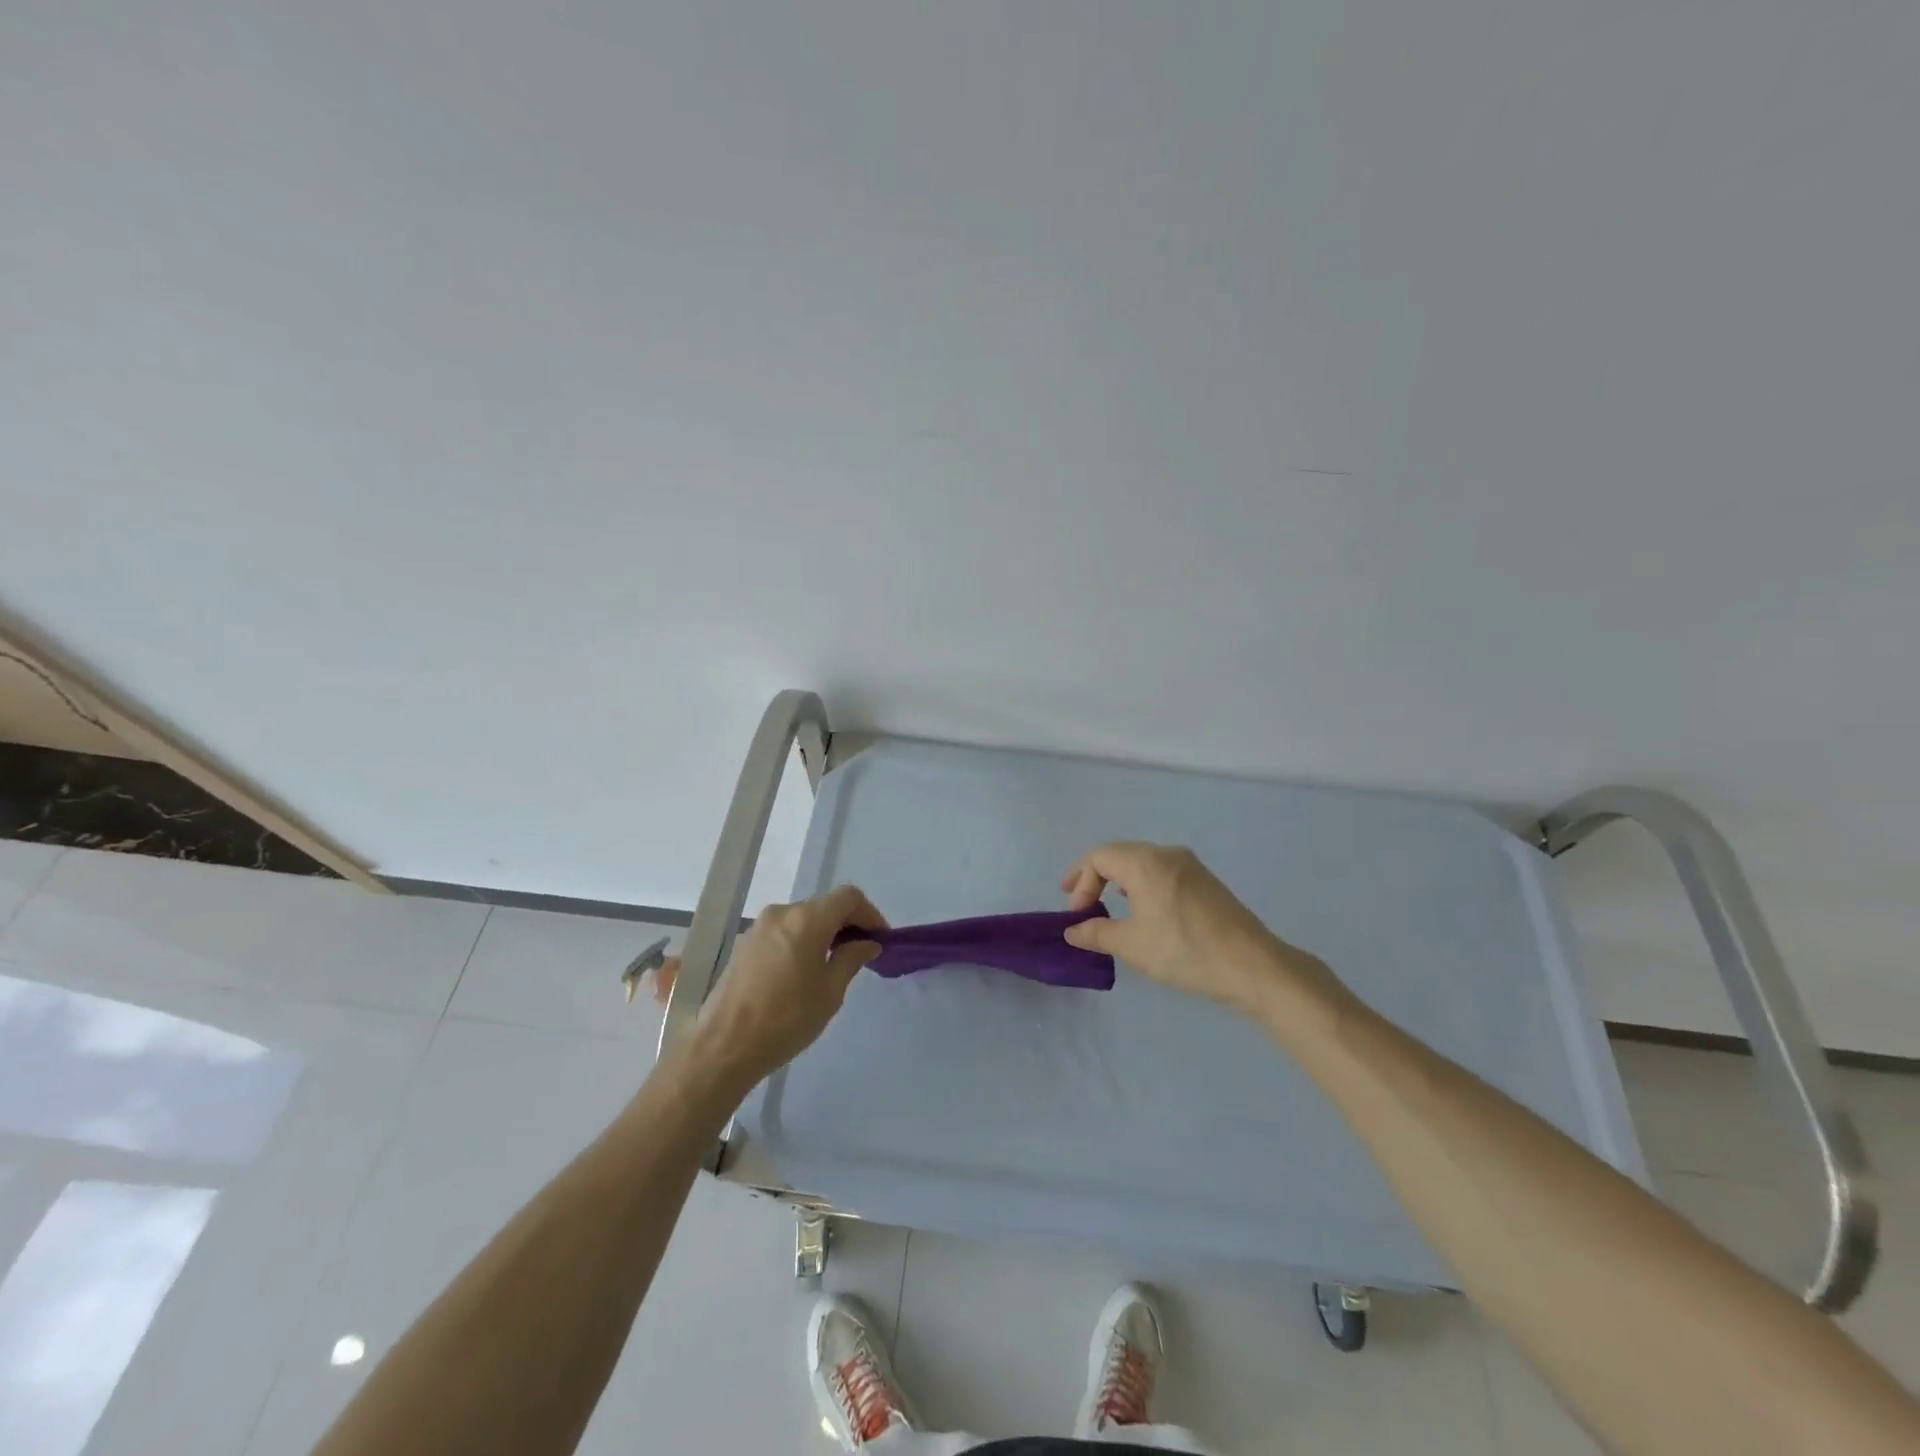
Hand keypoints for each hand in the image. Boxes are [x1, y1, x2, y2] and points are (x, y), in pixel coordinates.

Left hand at [668, 886, 887, 1082]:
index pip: (848, 897)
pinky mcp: (744, 945)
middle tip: (861, 954)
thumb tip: (867, 943)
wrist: (724, 1046)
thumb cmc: (786, 1018)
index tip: (880, 940)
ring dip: (823, 933)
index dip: (870, 913)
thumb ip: (851, 959)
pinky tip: (803, 972)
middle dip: (847, 924)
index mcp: (807, 919)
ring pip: (802, 919)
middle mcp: (782, 912)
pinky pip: (783, 932)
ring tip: (833, 965)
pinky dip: (801, 941)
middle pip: (824, 905)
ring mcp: (759, 927)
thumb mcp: (830, 992)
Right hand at [1061, 842, 1340, 1015]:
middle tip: (1081, 904)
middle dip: (1095, 877)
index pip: (1098, 857)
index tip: (1075, 913)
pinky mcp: (1205, 880)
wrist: (1253, 965)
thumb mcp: (1133, 945)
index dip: (1080, 881)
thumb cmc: (1185, 951)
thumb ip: (1097, 933)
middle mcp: (1166, 853)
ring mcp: (1190, 864)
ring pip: (1141, 861)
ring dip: (1119, 880)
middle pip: (1119, 854)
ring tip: (1109, 906)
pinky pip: (1161, 870)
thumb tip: (1072, 931)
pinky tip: (1144, 909)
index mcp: (1144, 862)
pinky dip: (1141, 883)